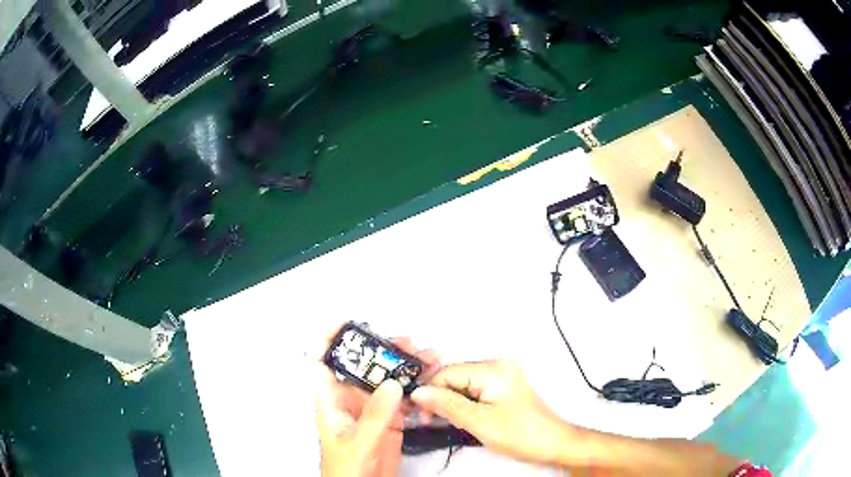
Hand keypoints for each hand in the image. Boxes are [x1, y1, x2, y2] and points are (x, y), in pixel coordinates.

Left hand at [313, 332, 439, 476]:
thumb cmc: (344, 470)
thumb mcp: (357, 442)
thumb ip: (374, 415)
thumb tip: (392, 385)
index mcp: (332, 402)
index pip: (322, 363)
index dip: (329, 340)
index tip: (344, 323)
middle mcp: (351, 401)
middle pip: (363, 366)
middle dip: (383, 351)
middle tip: (405, 344)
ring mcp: (373, 410)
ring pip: (387, 380)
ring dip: (405, 367)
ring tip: (425, 358)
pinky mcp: (391, 421)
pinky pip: (404, 398)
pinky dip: (417, 388)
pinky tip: (429, 380)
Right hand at [411, 360, 572, 464]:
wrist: (554, 444)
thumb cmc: (521, 434)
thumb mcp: (479, 422)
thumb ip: (447, 405)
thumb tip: (418, 392)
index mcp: (494, 369)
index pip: (448, 372)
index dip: (429, 391)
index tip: (417, 411)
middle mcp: (498, 365)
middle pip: (455, 376)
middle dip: (439, 397)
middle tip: (428, 419)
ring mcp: (503, 375)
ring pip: (463, 384)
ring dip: (450, 401)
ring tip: (443, 421)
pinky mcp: (504, 387)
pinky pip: (474, 390)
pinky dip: (463, 403)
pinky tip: (460, 417)